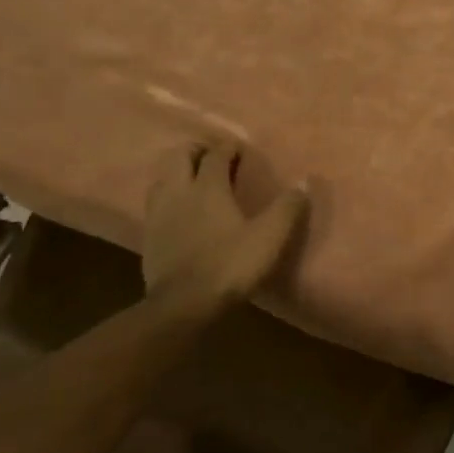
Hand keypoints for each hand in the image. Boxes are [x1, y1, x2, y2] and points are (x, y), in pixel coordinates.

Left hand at [141, 142, 307, 311]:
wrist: (183, 305)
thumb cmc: (229, 265)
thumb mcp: (269, 237)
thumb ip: (287, 208)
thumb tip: (304, 183)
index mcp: (208, 187)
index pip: (216, 154)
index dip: (229, 148)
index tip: (240, 149)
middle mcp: (179, 192)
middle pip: (179, 156)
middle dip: (196, 150)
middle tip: (213, 157)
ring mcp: (159, 213)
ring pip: (162, 177)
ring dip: (178, 171)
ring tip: (194, 179)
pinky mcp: (149, 235)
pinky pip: (155, 202)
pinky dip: (168, 196)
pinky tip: (179, 210)